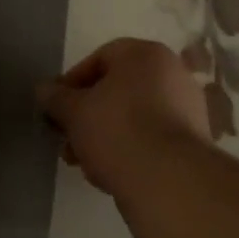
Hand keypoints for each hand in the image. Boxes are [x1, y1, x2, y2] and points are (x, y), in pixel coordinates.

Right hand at [37, 37, 210, 194]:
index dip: (72, 84)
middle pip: (117, 91)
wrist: (171, 183)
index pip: (99, 59)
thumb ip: (56, 98)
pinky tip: (110, 176)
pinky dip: (130, 151)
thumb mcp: (74, 112)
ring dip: (105, 137)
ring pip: (134, 117)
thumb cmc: (118, 131)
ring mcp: (188, 109)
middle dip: (87, 117)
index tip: (57, 109)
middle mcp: (172, 73)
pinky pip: (152, 139)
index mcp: (145, 54)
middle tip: (67, 141)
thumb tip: (43, 90)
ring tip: (84, 165)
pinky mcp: (194, 143)